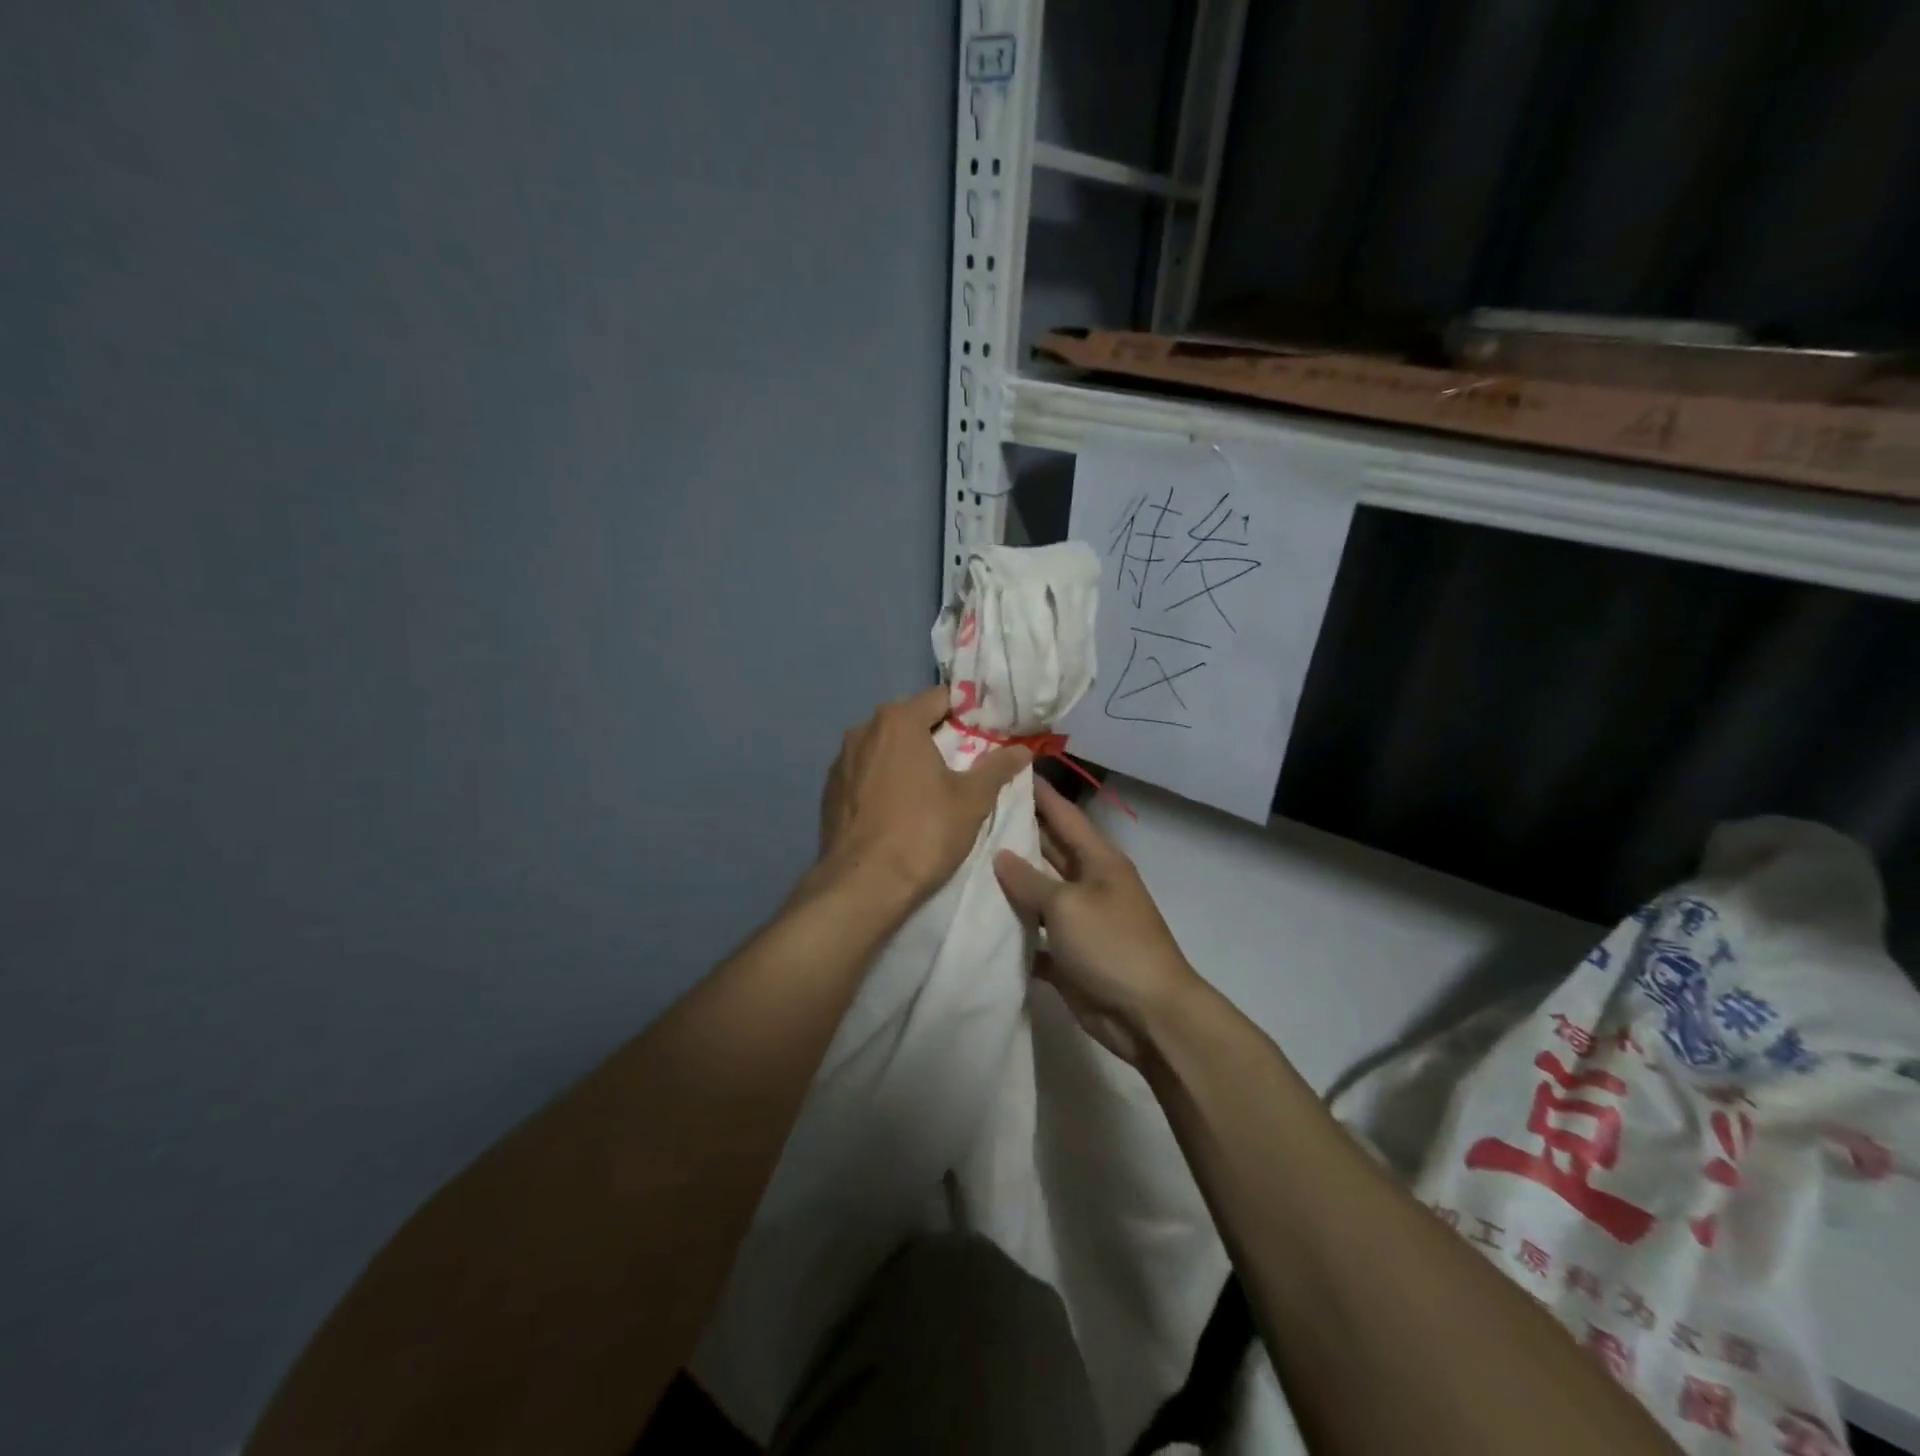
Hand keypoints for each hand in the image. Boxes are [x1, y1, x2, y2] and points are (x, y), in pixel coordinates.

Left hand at [818, 685, 1030, 905]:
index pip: (940, 698)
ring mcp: (841, 761)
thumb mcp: (972, 800)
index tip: (985, 734)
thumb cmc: (923, 833)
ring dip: (907, 759)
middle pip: (909, 721)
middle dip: (936, 736)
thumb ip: (997, 768)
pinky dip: (883, 781)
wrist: (862, 885)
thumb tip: (1023, 749)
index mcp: (898, 720)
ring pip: (884, 748)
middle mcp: (863, 730)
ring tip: (929, 789)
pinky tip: (897, 809)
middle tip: (962, 763)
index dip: (966, 713)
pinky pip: (865, 774)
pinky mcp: (829, 791)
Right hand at [993, 779, 1202, 1065]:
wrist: (1148, 1015)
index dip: (1039, 793)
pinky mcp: (1069, 955)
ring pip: (1038, 893)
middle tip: (973, 815)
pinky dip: (1014, 932)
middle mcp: (1089, 884)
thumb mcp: (1067, 905)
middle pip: (1048, 850)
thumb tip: (1000, 855)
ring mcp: (1080, 921)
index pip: (1064, 814)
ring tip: (965, 863)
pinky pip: (1035, 936)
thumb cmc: (1111, 944)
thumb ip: (1030, 880)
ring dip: (1009, 884)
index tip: (1009, 769)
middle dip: (1016, 834)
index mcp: (1098, 860)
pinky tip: (979, 924)